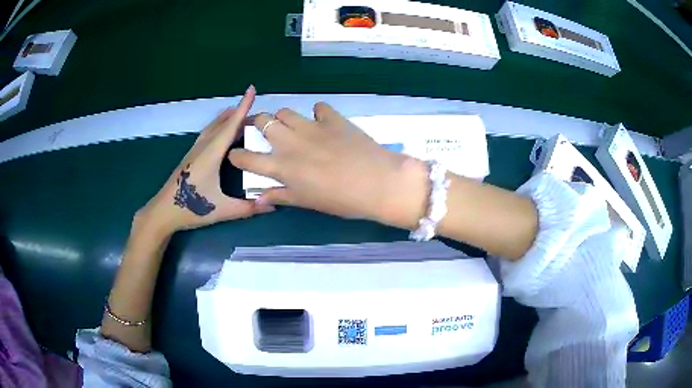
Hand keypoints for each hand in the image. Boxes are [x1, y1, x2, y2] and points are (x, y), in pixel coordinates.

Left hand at [136, 85, 273, 238]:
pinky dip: (218, 127)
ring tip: (240, 116)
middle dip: (239, 113)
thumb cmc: (190, 207)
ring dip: (227, 119)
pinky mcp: (190, 156)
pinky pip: (207, 134)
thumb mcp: (222, 210)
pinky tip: (221, 133)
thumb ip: (247, 208)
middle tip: (257, 113)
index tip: (251, 90)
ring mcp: (194, 150)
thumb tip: (272, 207)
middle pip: (222, 123)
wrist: (163, 211)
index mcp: (211, 154)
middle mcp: (203, 147)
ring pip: (213, 127)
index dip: (243, 107)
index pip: (231, 125)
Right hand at [228, 103, 427, 228]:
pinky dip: (317, 114)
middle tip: (264, 130)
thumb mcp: (307, 202)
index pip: (247, 158)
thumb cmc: (341, 200)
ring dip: (285, 118)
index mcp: (282, 166)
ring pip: (286, 111)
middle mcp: (291, 142)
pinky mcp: (333, 118)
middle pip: (263, 120)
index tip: (236, 154)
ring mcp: (312, 127)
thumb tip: (259, 198)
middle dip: (258, 123)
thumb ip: (281, 196)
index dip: (237, 155)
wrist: (378, 183)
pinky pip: (318, 108)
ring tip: (293, 127)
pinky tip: (324, 123)